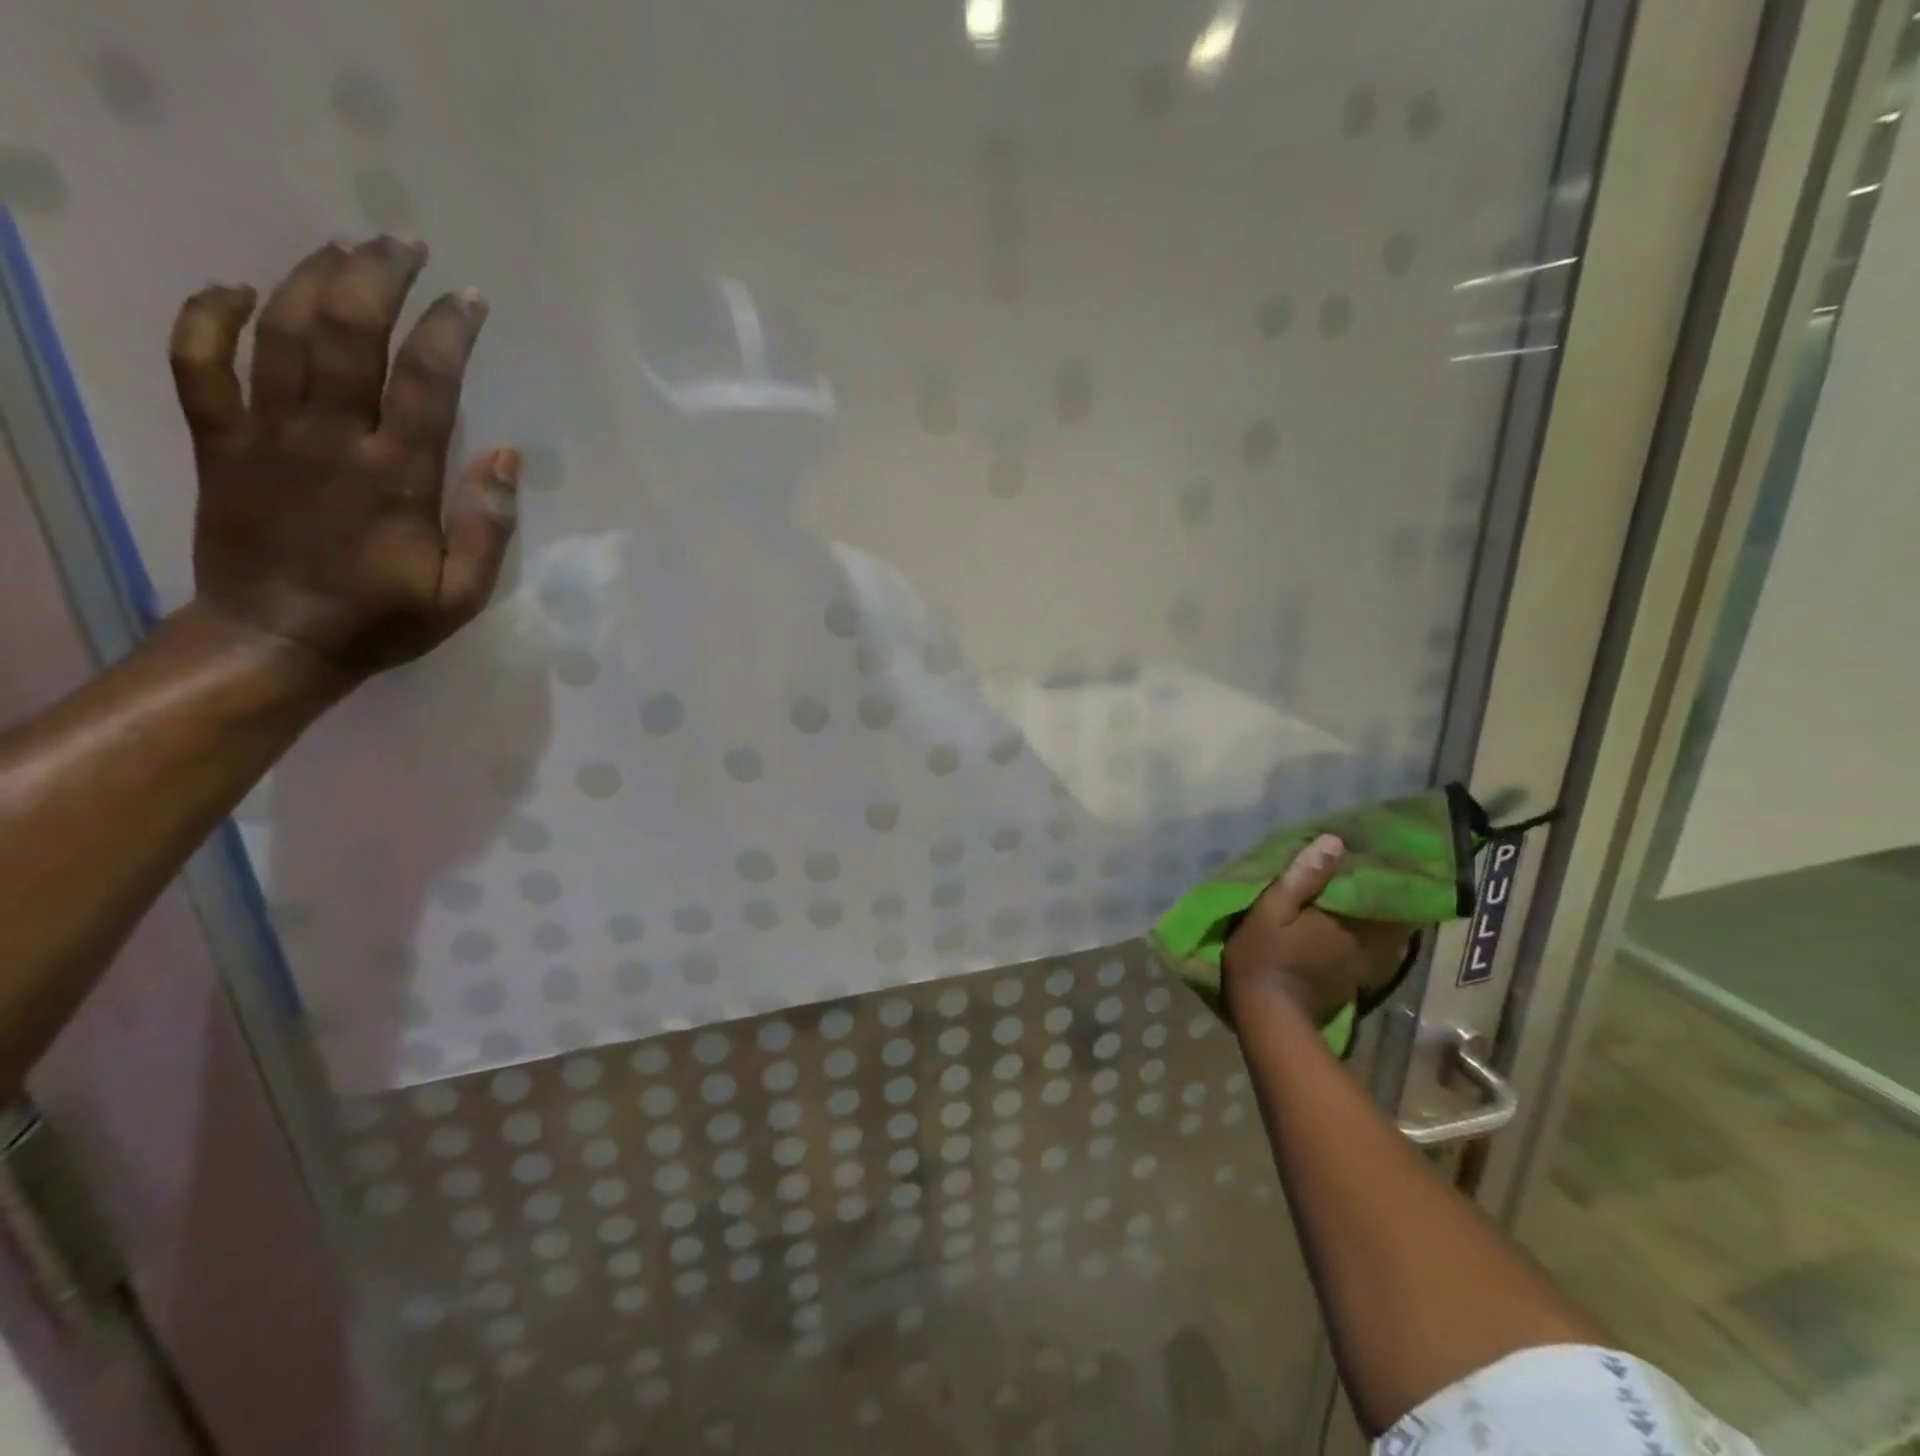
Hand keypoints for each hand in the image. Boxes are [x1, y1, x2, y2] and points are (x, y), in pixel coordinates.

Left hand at [167, 236, 519, 688]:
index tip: (469, 298)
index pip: (427, 383)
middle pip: (347, 335)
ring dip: (310, 280)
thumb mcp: (463, 593)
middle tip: (402, 243)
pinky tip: (236, 289)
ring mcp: (265, 435)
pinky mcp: (218, 443)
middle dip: (376, 278)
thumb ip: (489, 525)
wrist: (276, 642)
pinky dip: (209, 317)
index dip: (449, 331)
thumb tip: (509, 455)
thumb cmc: (382, 619)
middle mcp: (330, 440)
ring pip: (279, 333)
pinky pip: (198, 364)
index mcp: (396, 478)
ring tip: (342, 249)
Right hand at [1222, 834, 1413, 1025]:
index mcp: (1345, 919)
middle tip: (1381, 871)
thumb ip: (1302, 877)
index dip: (1384, 872)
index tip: (1385, 854)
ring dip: (1386, 917)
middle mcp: (1365, 941)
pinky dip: (1376, 939)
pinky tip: (1366, 931)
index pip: (1380, 890)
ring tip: (1377, 897)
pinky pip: (1376, 952)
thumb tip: (1334, 841)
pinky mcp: (1355, 981)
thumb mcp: (1271, 909)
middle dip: (1387, 893)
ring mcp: (1363, 964)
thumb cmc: (1264, 955)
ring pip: (1386, 934)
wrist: (1269, 1015)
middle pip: (1389, 912)